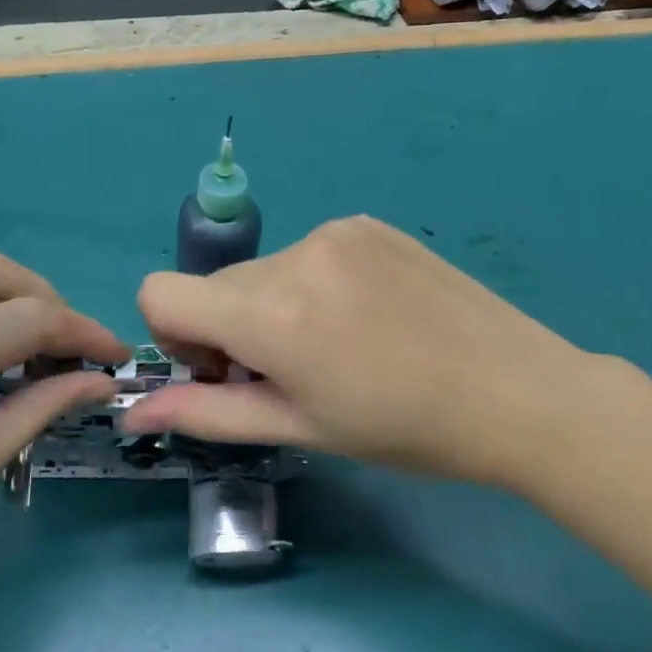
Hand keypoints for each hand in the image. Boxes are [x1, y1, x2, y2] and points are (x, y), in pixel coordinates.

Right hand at [124, 216, 628, 489]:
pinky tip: (367, 316)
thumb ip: (208, 413)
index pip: (160, 292)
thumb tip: (134, 410)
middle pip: (216, 286)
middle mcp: (293, 254)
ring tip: (339, 345)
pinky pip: (308, 253)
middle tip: (290, 372)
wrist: (516, 391)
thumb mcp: (300, 427)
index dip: (174, 336)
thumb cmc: (404, 428)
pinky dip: (313, 284)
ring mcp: (335, 231)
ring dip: (274, 306)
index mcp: (270, 312)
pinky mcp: (367, 223)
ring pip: (263, 270)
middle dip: (231, 329)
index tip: (221, 371)